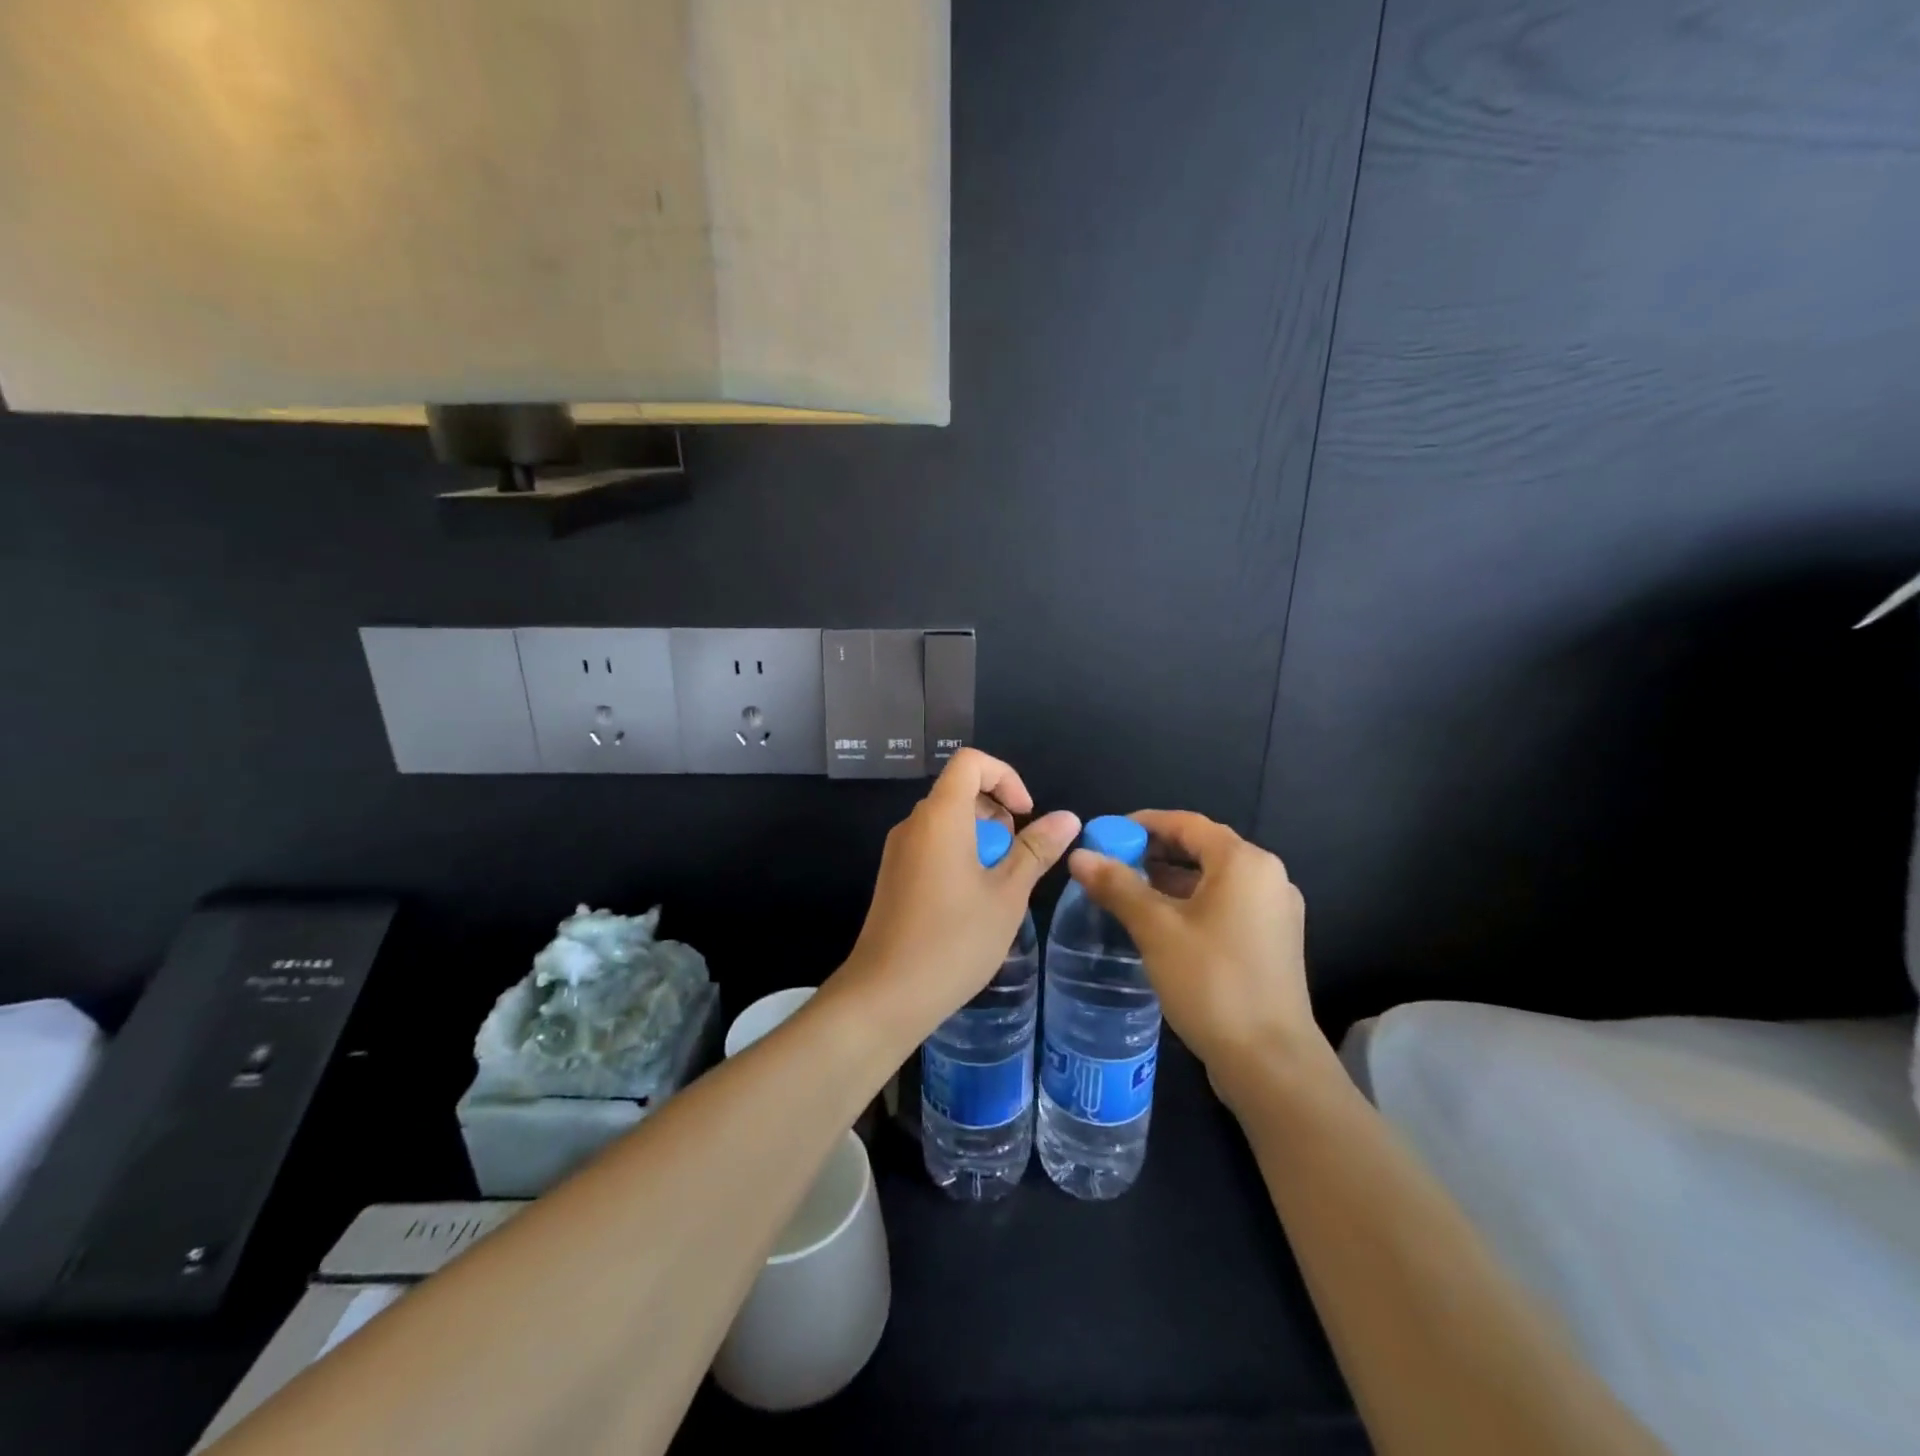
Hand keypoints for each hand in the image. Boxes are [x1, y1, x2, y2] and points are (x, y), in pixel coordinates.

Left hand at [831, 749, 1079, 1047]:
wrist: (885, 995)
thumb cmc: (954, 941)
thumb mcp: (1007, 895)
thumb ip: (1036, 850)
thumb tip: (1067, 817)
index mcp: (940, 816)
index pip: (971, 762)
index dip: (1006, 777)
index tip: (1025, 815)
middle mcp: (914, 824)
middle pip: (959, 791)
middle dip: (998, 813)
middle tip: (1017, 859)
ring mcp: (899, 851)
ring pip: (947, 821)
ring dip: (982, 838)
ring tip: (999, 886)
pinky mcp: (894, 876)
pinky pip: (932, 845)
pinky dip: (960, 855)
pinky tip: (973, 903)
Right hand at [1068, 810, 1326, 1111]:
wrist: (1270, 1062)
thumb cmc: (1212, 982)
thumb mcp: (1156, 929)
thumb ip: (1117, 886)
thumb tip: (1079, 856)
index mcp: (1244, 862)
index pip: (1186, 823)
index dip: (1142, 823)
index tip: (1105, 833)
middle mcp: (1267, 877)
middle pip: (1202, 848)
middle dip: (1153, 852)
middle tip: (1110, 864)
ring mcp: (1275, 911)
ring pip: (1213, 880)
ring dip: (1170, 880)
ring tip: (1127, 893)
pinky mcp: (1272, 941)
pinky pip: (1225, 905)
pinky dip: (1191, 904)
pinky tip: (1159, 924)